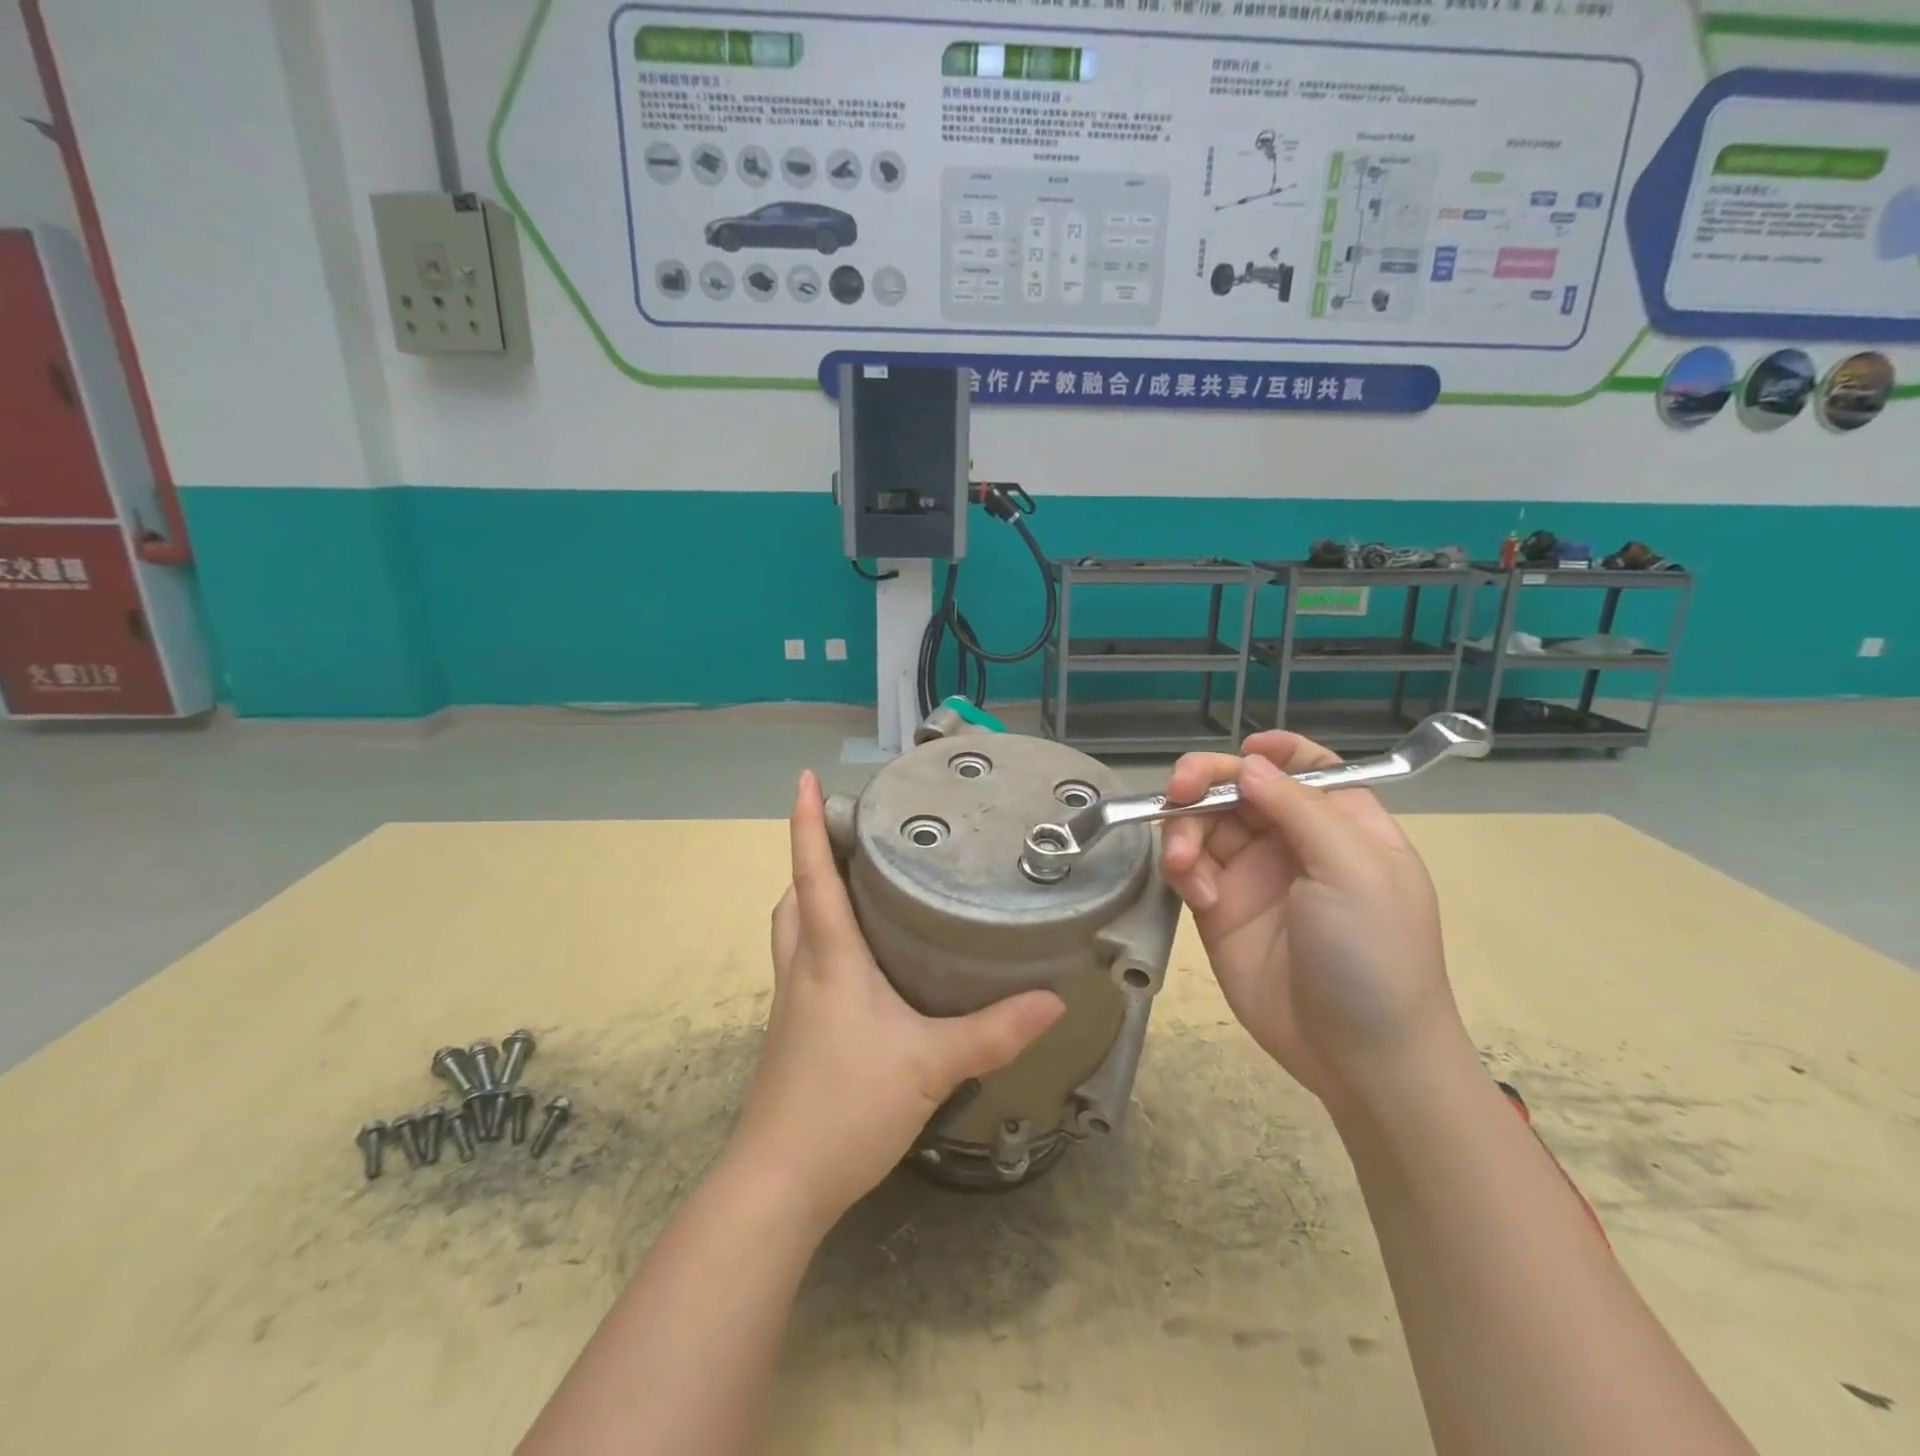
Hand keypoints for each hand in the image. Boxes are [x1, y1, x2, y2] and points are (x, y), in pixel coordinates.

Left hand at [726, 771, 1064, 1232]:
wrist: (778, 1185)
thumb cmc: (846, 1106)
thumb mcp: (931, 1064)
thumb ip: (994, 1032)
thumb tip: (1053, 1000)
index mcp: (829, 957)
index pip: (814, 873)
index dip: (808, 823)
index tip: (803, 779)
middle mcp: (802, 969)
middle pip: (795, 896)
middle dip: (812, 857)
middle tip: (852, 836)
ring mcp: (790, 1003)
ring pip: (791, 930)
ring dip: (810, 898)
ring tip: (852, 887)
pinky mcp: (790, 1033)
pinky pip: (799, 963)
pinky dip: (817, 940)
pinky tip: (855, 964)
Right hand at [1159, 733, 1468, 1107]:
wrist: (1358, 1056)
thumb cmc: (1374, 953)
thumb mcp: (1353, 870)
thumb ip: (1299, 808)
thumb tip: (1249, 764)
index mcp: (1341, 824)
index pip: (1305, 767)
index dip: (1273, 751)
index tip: (1242, 752)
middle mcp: (1292, 842)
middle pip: (1239, 788)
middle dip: (1205, 782)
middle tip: (1177, 793)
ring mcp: (1252, 876)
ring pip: (1204, 825)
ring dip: (1185, 832)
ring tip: (1186, 865)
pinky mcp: (1218, 910)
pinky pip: (1188, 869)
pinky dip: (1183, 871)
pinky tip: (1199, 895)